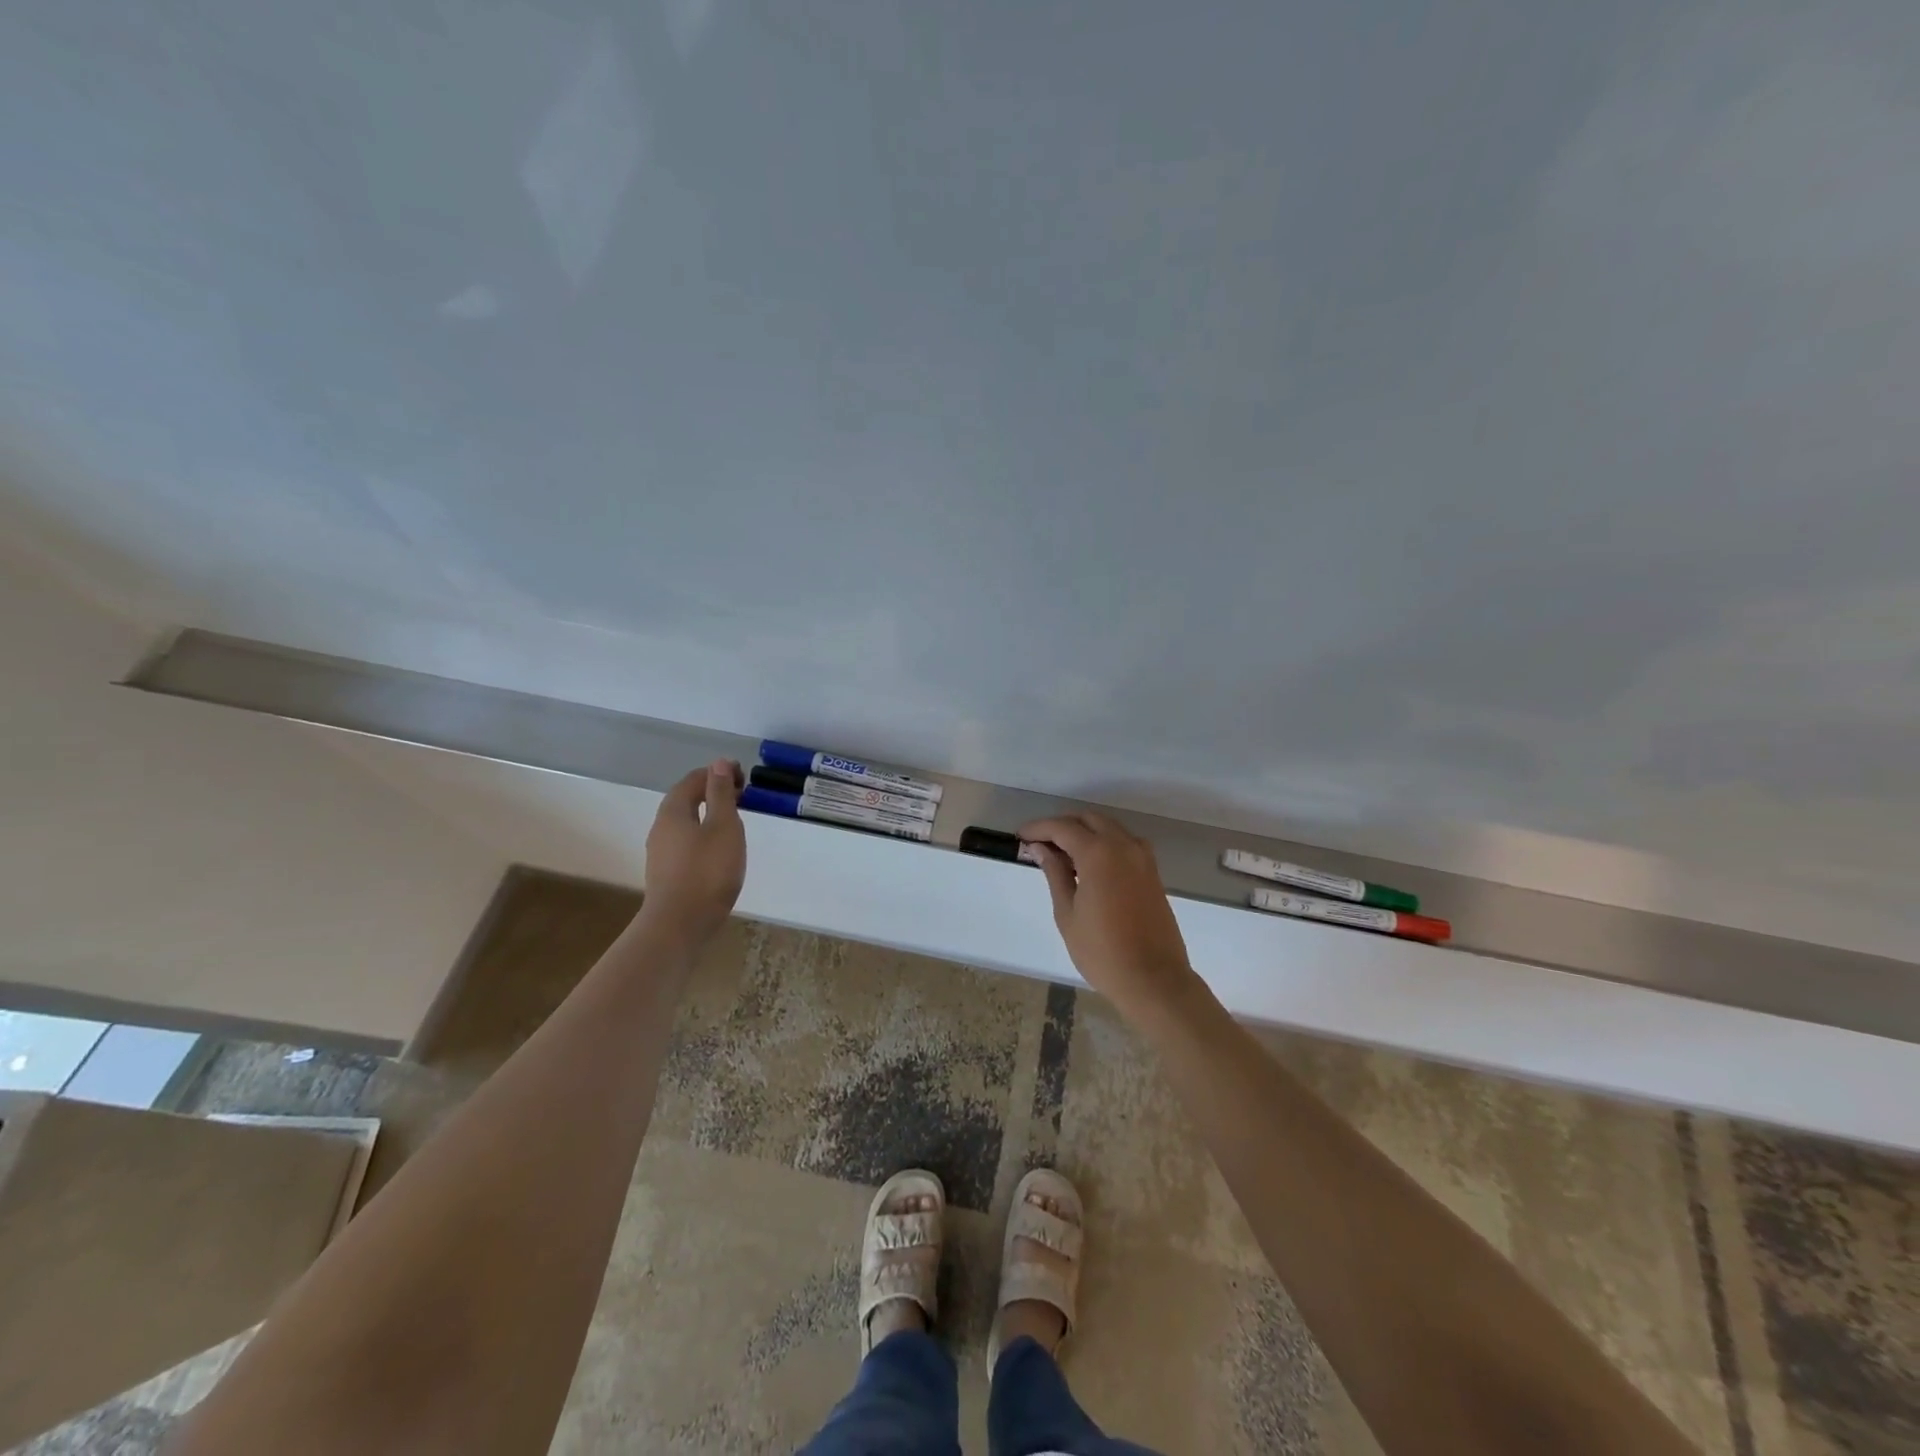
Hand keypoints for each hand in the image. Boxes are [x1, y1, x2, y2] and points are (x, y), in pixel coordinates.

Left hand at [641, 760, 746, 947]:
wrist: (679, 925)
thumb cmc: (707, 871)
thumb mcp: (724, 827)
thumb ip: (721, 794)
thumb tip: (719, 763)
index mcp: (674, 811)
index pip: (693, 779)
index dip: (717, 773)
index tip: (743, 777)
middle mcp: (661, 827)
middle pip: (686, 799)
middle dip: (712, 792)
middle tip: (742, 796)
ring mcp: (661, 852)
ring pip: (686, 822)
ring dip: (708, 814)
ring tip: (734, 821)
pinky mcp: (666, 872)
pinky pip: (686, 841)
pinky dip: (703, 834)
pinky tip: (719, 849)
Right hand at [1018, 812, 1202, 1017]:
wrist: (1154, 979)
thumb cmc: (1102, 951)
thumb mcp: (1067, 913)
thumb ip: (1055, 873)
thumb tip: (1041, 848)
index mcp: (1099, 853)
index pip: (1062, 827)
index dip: (1038, 828)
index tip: (1020, 836)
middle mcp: (1124, 846)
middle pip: (1088, 819)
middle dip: (1062, 825)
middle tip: (1040, 844)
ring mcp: (1142, 858)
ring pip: (1109, 828)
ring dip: (1084, 832)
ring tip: (1062, 855)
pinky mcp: (1152, 872)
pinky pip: (1124, 843)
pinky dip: (1104, 843)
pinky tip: (1089, 866)